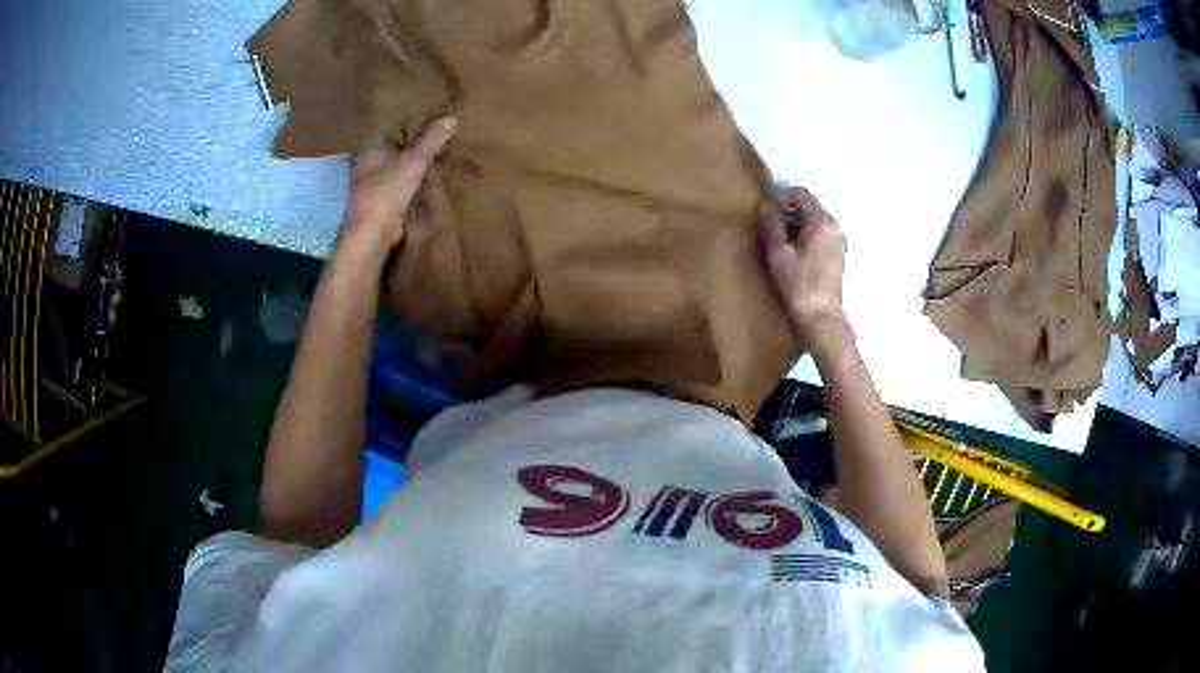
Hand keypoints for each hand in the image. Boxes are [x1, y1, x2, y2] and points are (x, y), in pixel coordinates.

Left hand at [343, 117, 457, 247]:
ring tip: (436, 155)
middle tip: (436, 136)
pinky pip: (399, 185)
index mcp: (369, 150)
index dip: (405, 125)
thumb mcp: (414, 161)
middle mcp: (366, 165)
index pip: (388, 130)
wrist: (374, 231)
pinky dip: (410, 182)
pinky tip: (426, 179)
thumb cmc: (388, 189)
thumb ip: (431, 141)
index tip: (426, 119)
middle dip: (410, 146)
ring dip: (411, 165)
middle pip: (392, 150)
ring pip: (395, 168)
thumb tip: (451, 117)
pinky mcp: (380, 203)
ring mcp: (372, 185)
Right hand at [758, 186, 851, 359]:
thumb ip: (771, 224)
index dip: (780, 196)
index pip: (801, 194)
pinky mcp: (835, 260)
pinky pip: (816, 240)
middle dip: (785, 213)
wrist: (820, 319)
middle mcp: (834, 229)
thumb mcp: (778, 252)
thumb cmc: (799, 284)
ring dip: (792, 228)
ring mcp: (838, 245)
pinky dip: (801, 241)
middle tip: (764, 226)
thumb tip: (765, 204)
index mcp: (823, 222)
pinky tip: (788, 257)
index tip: (763, 207)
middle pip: (807, 209)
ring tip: (773, 243)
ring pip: (811, 225)